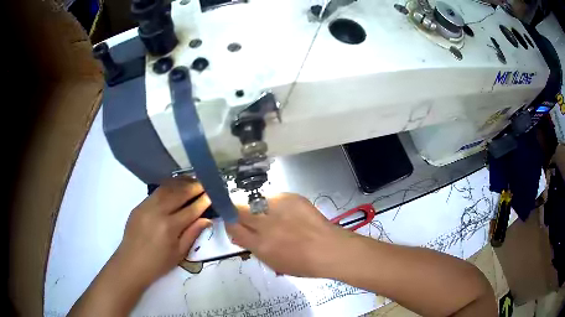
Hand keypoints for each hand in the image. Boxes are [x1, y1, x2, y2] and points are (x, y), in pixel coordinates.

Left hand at [114, 177, 211, 286]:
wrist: (131, 263)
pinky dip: (167, 187)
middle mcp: (158, 212)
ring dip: (180, 183)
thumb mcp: (179, 253)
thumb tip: (206, 219)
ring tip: (191, 181)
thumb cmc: (158, 263)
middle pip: (179, 194)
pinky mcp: (139, 205)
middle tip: (204, 184)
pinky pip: (155, 192)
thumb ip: (192, 234)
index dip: (203, 201)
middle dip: (193, 187)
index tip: (212, 195)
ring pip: (166, 189)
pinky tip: (174, 187)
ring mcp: (146, 206)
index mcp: (170, 227)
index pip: (191, 209)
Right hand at [226, 193, 354, 276]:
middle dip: (237, 211)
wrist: (329, 249)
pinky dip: (274, 204)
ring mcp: (279, 209)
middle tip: (245, 215)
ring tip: (268, 214)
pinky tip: (285, 212)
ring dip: (256, 207)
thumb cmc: (302, 263)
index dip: (230, 223)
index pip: (233, 227)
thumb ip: (252, 247)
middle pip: (239, 209)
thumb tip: (237, 235)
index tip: (232, 222)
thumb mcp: (272, 262)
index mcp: (260, 245)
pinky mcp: (291, 198)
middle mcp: (266, 225)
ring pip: (255, 201)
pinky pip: (273, 197)